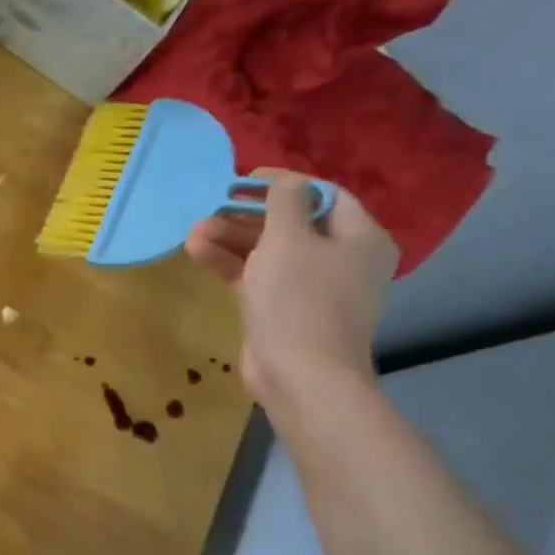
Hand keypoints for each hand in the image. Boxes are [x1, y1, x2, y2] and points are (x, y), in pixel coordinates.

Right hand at [185, 171, 397, 412]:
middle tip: (212, 207)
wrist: (300, 374)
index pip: (324, 194)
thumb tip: (287, 181)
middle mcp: (342, 259)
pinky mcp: (285, 309)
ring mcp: (312, 287)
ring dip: (232, 239)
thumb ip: (285, 202)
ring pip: (270, 251)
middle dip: (248, 215)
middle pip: (292, 223)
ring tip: (195, 231)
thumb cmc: (299, 299)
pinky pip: (259, 276)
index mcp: (359, 237)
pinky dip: (232, 264)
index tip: (243, 179)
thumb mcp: (289, 240)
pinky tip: (198, 252)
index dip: (284, 183)